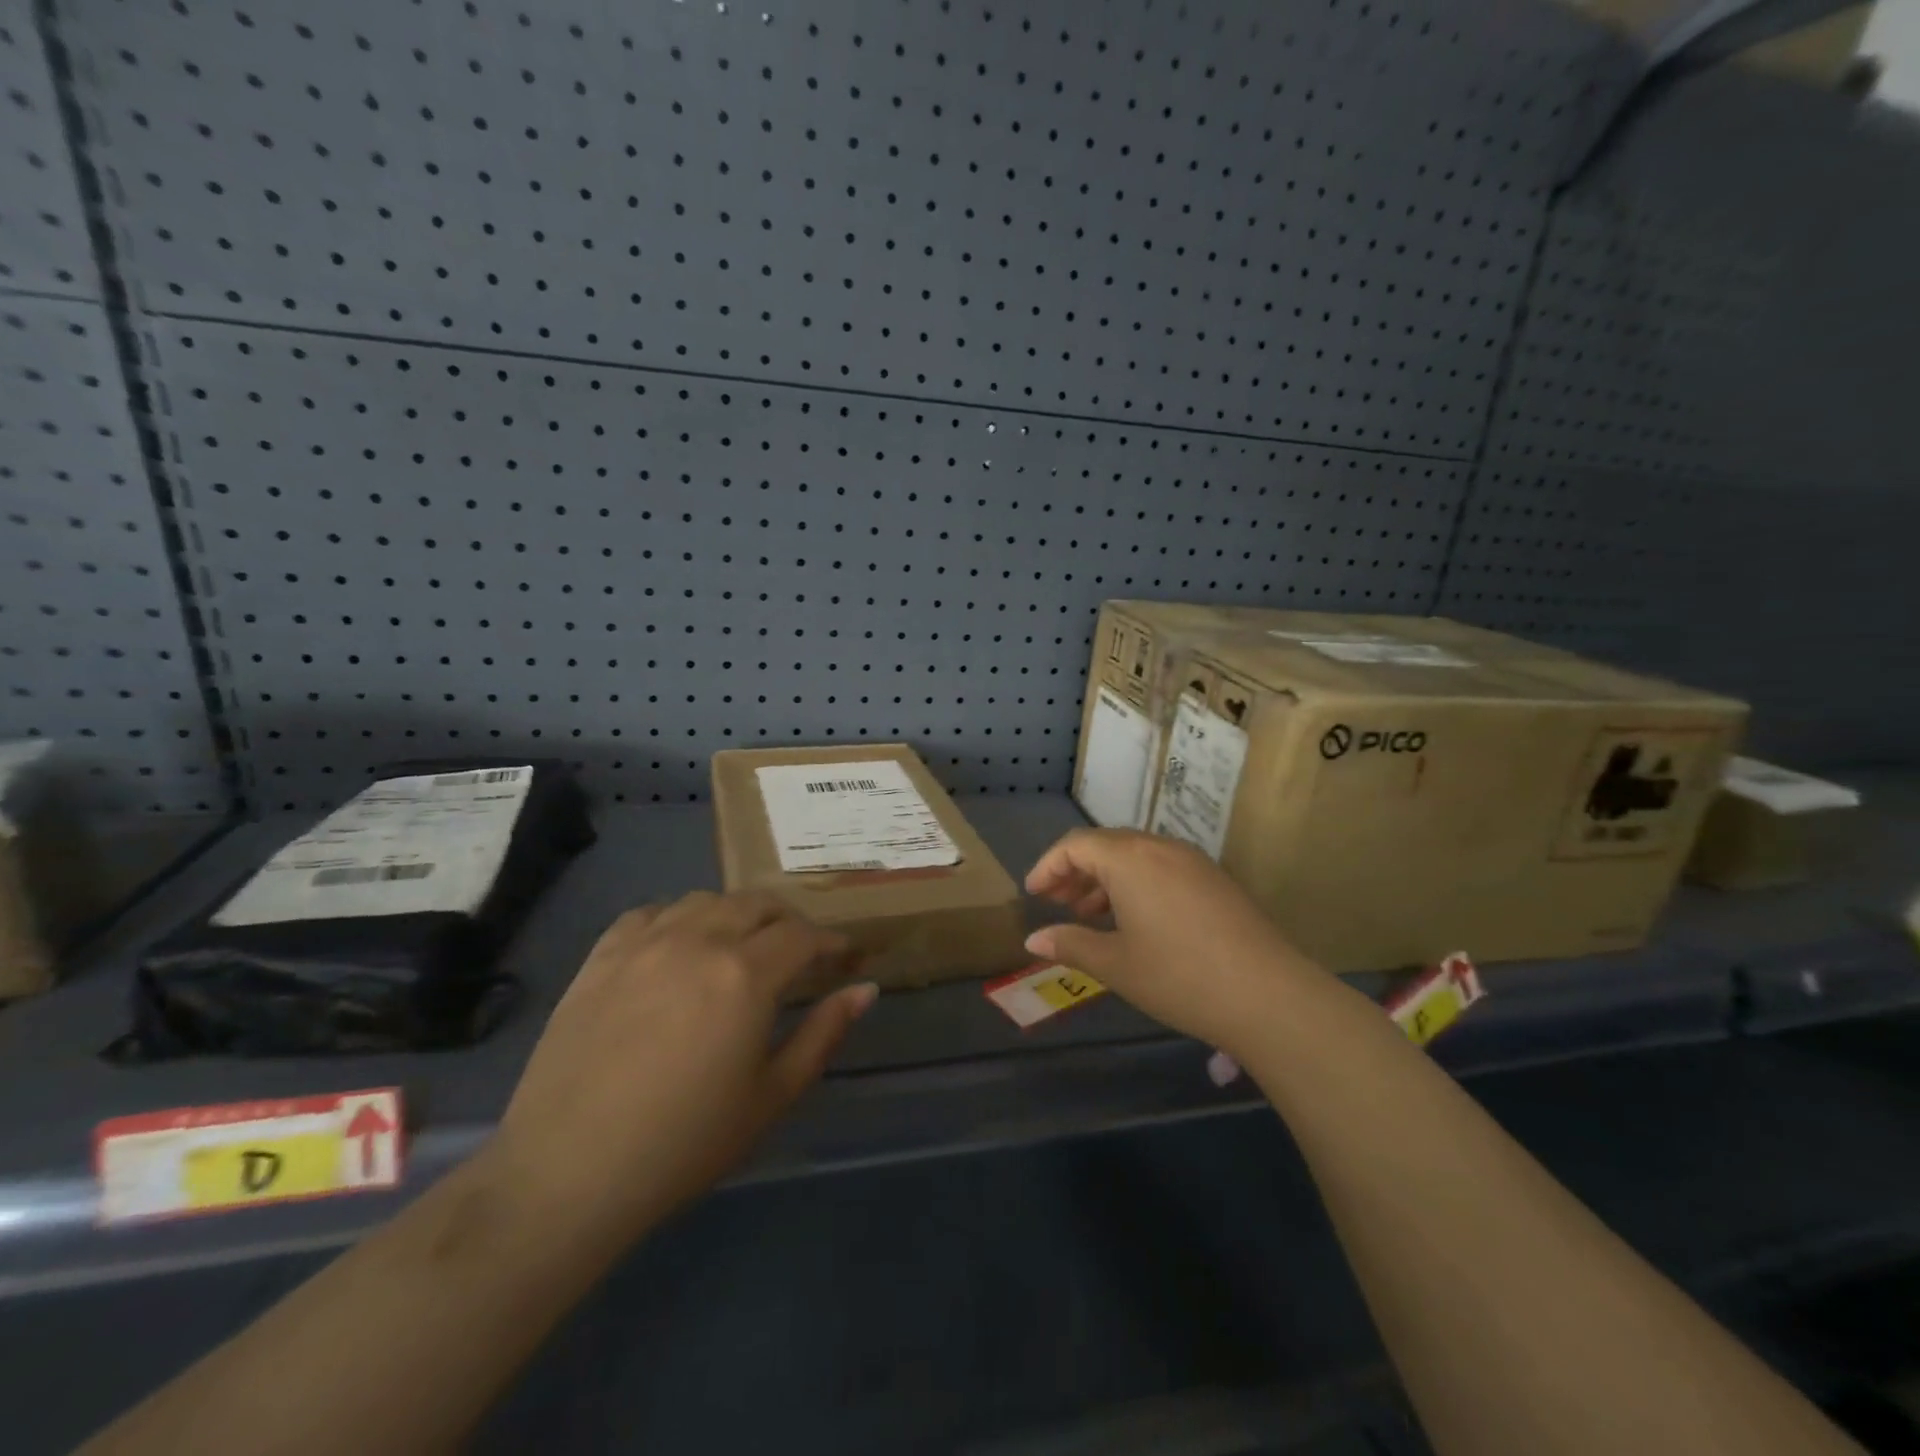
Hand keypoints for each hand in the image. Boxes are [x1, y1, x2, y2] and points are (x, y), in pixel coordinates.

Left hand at [490, 891, 874, 1247]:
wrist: (567, 1173)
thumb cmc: (685, 1142)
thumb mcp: (771, 1096)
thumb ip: (823, 1034)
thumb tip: (866, 989)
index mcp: (746, 975)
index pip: (803, 935)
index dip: (831, 941)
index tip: (844, 956)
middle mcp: (699, 941)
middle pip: (757, 904)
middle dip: (789, 921)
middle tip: (799, 952)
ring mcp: (644, 943)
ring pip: (705, 900)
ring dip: (735, 914)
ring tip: (740, 946)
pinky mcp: (601, 956)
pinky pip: (650, 912)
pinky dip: (677, 918)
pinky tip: (678, 946)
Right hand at [1022, 829, 1323, 1051]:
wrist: (1270, 996)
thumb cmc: (1179, 977)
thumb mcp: (1116, 965)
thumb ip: (1070, 945)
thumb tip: (1033, 940)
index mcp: (1129, 859)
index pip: (1076, 845)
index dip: (1048, 866)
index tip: (1033, 895)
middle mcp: (1160, 847)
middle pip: (1105, 845)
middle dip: (1075, 871)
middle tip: (1057, 904)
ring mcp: (1193, 861)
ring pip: (1135, 856)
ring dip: (1106, 878)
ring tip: (1091, 914)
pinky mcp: (1215, 879)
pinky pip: (1162, 867)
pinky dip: (1136, 884)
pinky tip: (1134, 920)